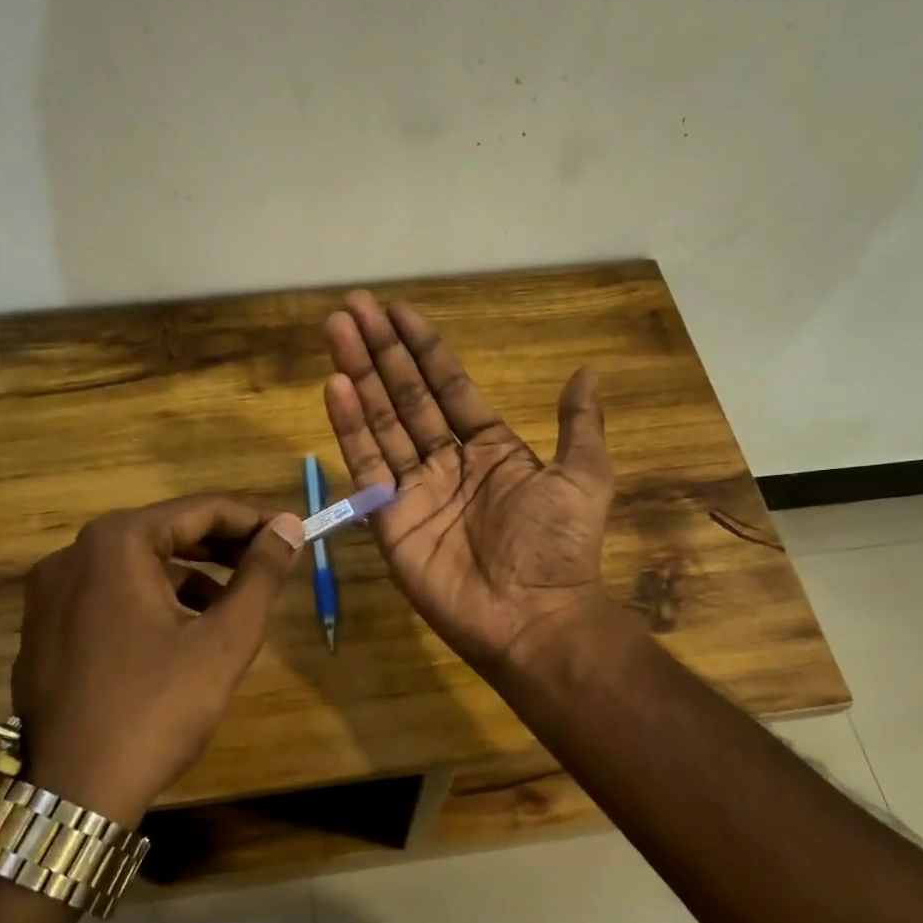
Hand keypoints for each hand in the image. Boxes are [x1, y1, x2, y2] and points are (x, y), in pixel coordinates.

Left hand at [10, 496, 302, 825]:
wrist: (74, 793)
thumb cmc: (157, 708)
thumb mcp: (224, 640)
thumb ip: (261, 575)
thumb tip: (289, 526)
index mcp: (116, 544)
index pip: (199, 510)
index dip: (253, 519)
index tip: (292, 533)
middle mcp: (73, 554)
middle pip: (165, 532)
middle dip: (222, 546)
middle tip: (269, 563)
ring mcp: (49, 592)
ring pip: (137, 565)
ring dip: (189, 575)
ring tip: (231, 603)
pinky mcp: (42, 628)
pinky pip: (109, 593)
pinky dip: (151, 599)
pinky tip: (180, 632)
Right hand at [323, 291, 613, 672]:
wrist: (534, 616)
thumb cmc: (558, 545)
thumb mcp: (583, 476)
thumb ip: (579, 424)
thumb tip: (587, 372)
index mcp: (489, 448)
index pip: (448, 386)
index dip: (424, 348)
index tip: (398, 310)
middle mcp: (446, 462)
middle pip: (406, 396)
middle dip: (381, 351)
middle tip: (353, 306)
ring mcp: (413, 489)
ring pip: (381, 421)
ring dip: (359, 375)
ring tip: (337, 329)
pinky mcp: (388, 519)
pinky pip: (367, 466)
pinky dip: (349, 427)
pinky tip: (335, 386)